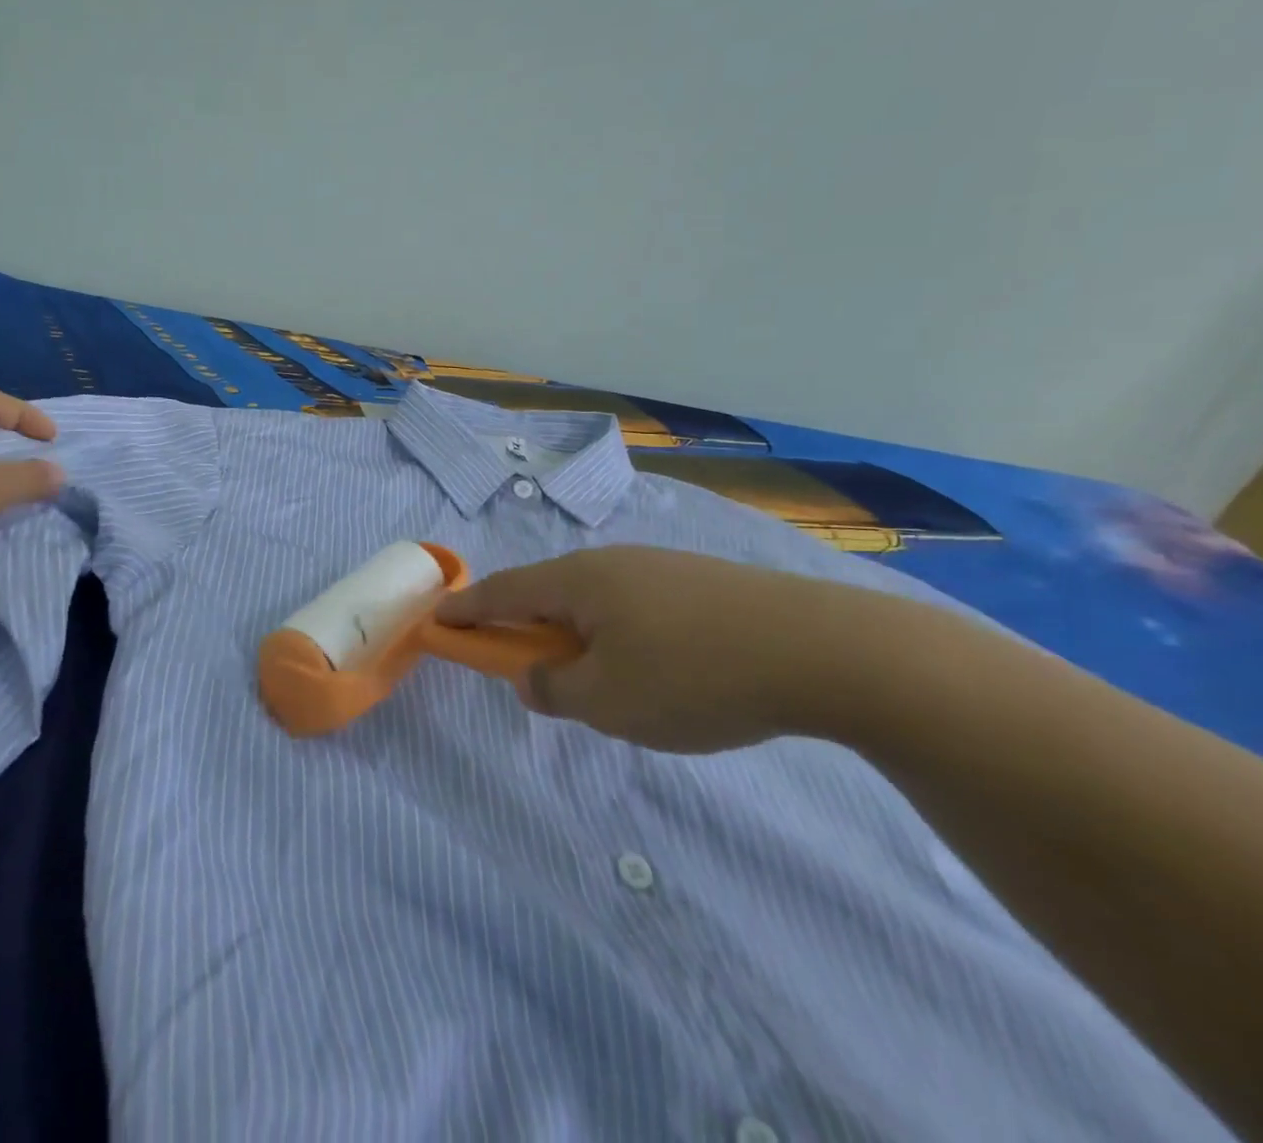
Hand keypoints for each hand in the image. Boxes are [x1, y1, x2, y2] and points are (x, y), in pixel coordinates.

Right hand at [435, 545, 926, 752]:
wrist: (824, 649)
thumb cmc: (694, 675)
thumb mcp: (608, 700)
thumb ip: (554, 690)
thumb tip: (530, 677)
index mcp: (577, 582)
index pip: (502, 592)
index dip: (466, 610)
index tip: (438, 620)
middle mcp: (610, 562)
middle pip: (547, 593)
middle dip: (524, 627)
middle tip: (521, 665)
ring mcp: (658, 568)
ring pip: (593, 601)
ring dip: (574, 635)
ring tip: (595, 681)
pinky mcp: (698, 583)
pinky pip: (632, 607)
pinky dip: (616, 634)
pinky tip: (650, 668)